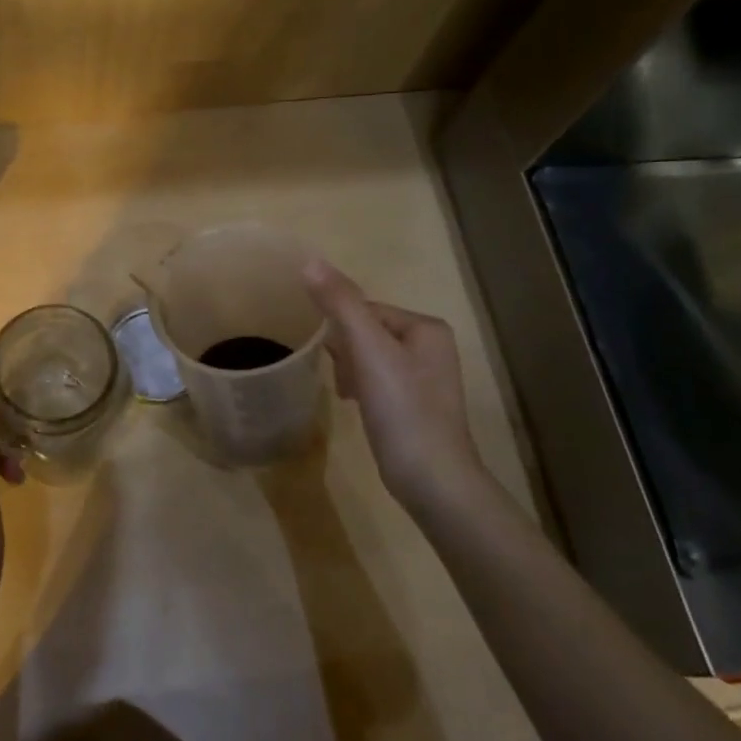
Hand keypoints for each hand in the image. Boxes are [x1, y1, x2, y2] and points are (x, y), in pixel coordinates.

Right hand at [303, 259, 486, 506]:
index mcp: (426, 327)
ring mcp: (425, 378)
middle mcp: (431, 347)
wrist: (431, 479)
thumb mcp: (369, 351)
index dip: (341, 330)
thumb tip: (309, 261)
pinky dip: (362, 389)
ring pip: (369, 358)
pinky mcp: (415, 405)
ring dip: (350, 371)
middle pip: (367, 332)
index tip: (331, 357)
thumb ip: (340, 304)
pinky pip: (377, 381)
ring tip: (347, 395)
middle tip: (340, 378)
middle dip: (346, 353)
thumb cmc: (403, 409)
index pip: (366, 309)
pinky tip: (356, 407)